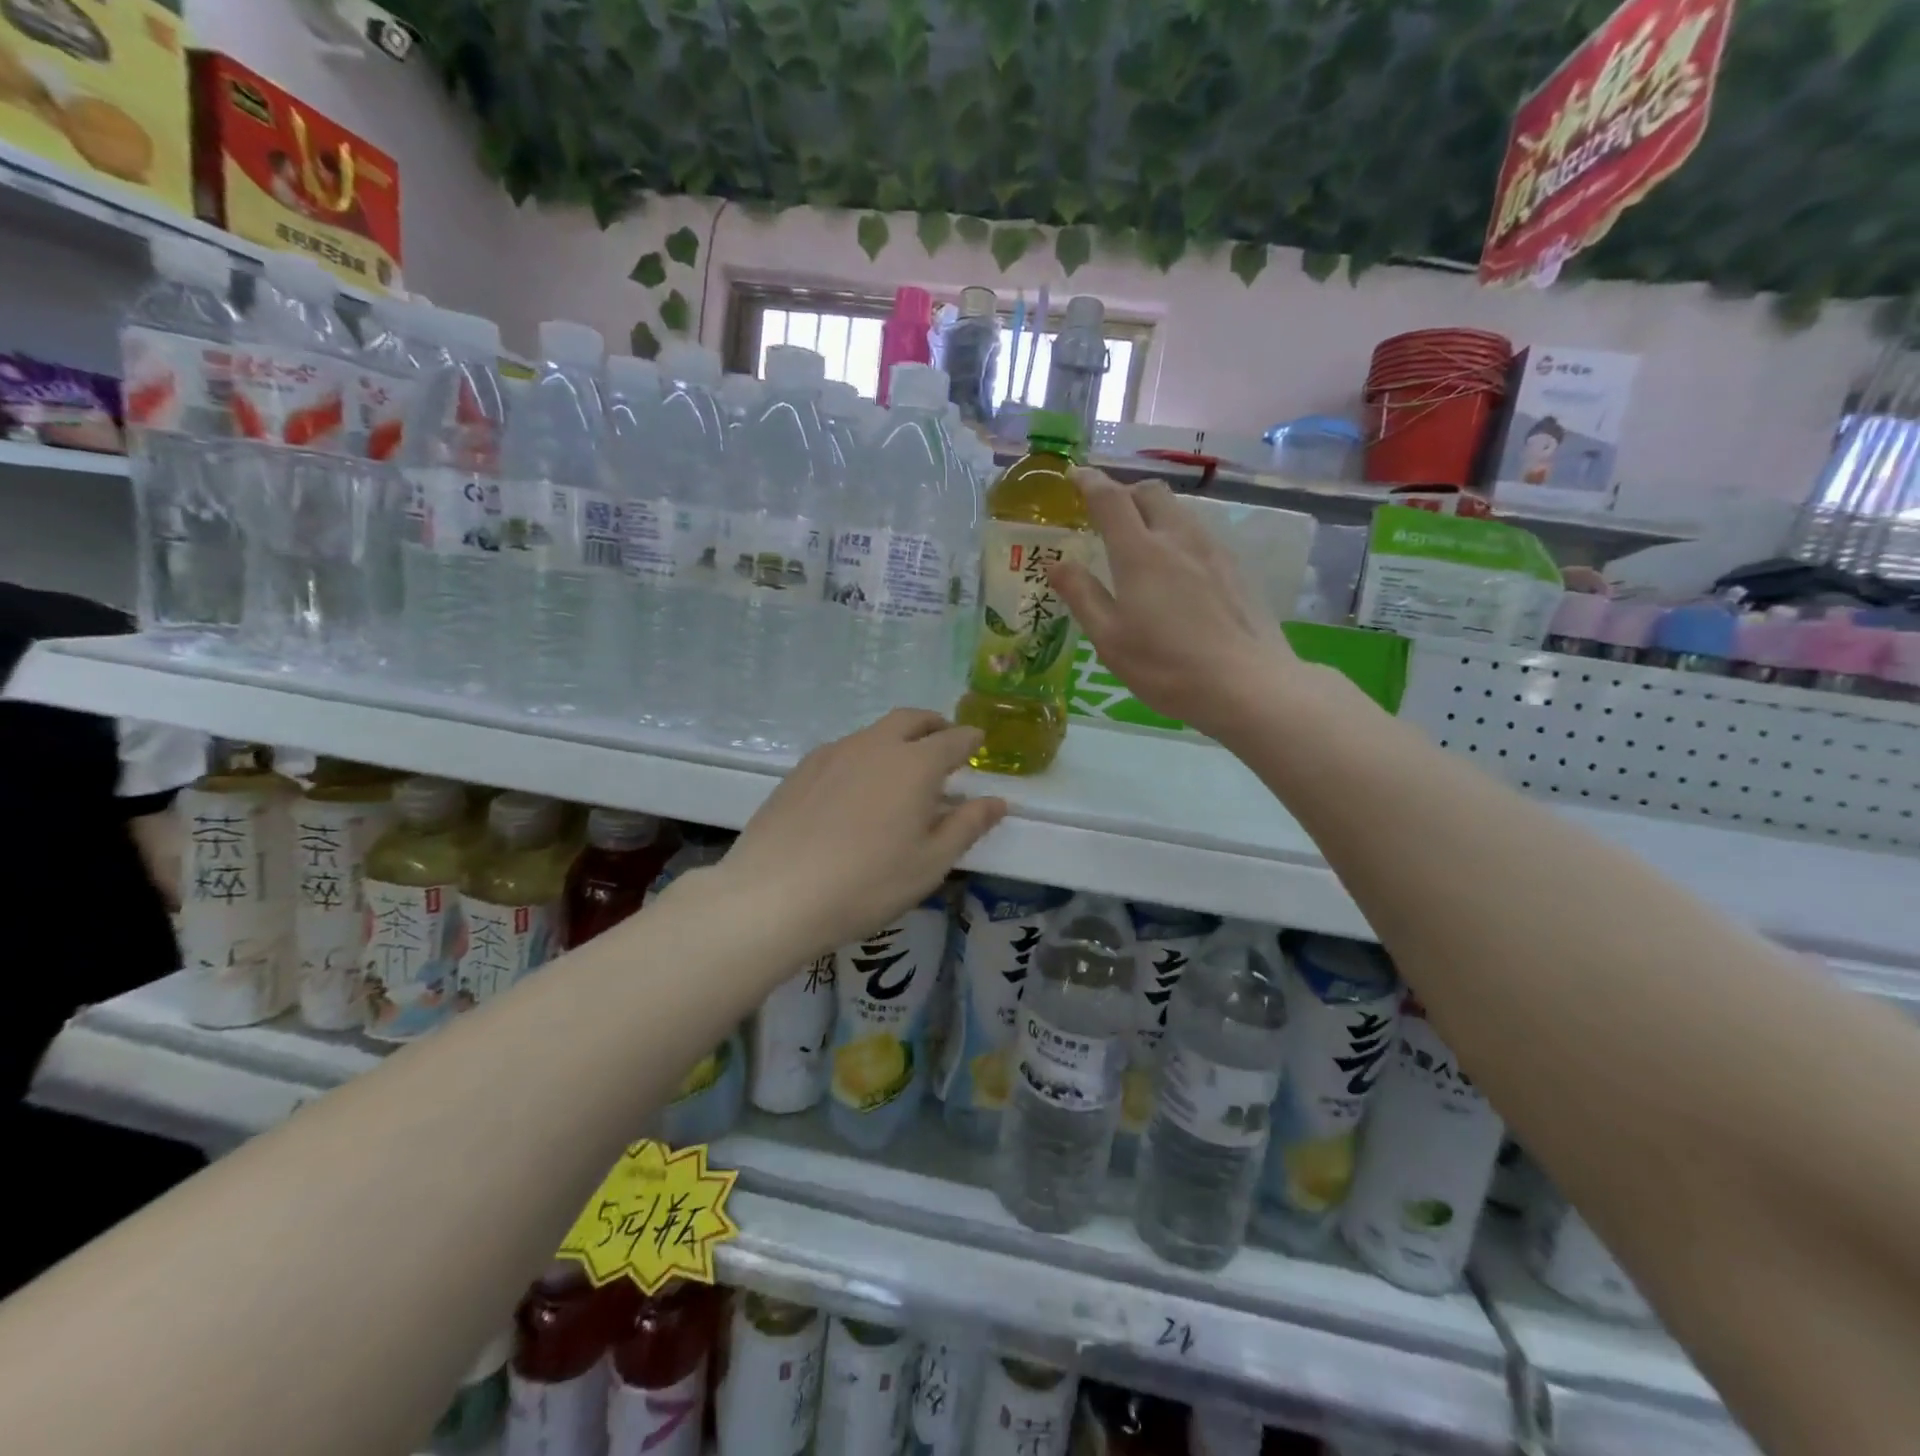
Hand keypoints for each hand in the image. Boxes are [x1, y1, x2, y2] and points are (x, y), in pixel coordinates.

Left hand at [714, 710, 1007, 956]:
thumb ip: (967, 826)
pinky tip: (857, 788)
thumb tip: (997, 801)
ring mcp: (833, 753)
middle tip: (944, 740)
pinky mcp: (801, 769)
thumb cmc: (867, 883)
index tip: (978, 742)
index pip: (952, 740)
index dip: (970, 739)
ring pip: (874, 732)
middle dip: (934, 725)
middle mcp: (875, 746)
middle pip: (911, 719)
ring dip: (897, 739)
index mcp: (914, 765)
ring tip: (901, 768)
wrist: (775, 894)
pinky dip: (864, 755)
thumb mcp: (930, 863)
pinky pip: (844, 750)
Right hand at [1051, 470, 1295, 738]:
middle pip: (1150, 493)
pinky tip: (1177, 572)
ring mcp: (1213, 551)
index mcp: (1140, 553)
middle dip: (1125, 493)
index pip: (1110, 499)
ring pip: (1179, 512)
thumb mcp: (1110, 639)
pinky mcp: (1236, 569)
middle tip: (1107, 516)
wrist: (1247, 685)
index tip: (1074, 476)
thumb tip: (1056, 563)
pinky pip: (1199, 535)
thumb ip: (1082, 595)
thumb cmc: (1166, 667)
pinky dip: (1178, 536)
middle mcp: (1178, 539)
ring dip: (1154, 514)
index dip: (1089, 482)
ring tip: (1140, 543)